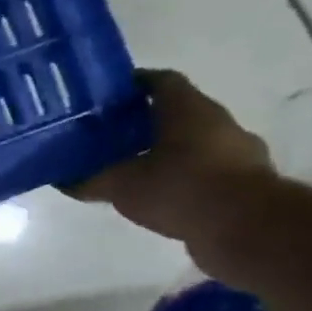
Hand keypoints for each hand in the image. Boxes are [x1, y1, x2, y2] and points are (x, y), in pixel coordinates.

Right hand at [68, 70, 274, 247]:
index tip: (107, 96)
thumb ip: (91, 180)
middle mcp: (218, 122)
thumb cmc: (180, 188)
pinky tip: (159, 195)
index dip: (133, 84)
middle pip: (177, 112)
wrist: (247, 228)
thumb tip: (63, 180)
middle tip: (111, 135)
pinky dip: (183, 178)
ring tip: (132, 169)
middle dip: (145, 122)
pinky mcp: (245, 182)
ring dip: (166, 152)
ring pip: (193, 143)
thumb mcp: (121, 185)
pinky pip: (205, 171)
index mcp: (189, 109)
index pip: (160, 82)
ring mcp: (237, 152)